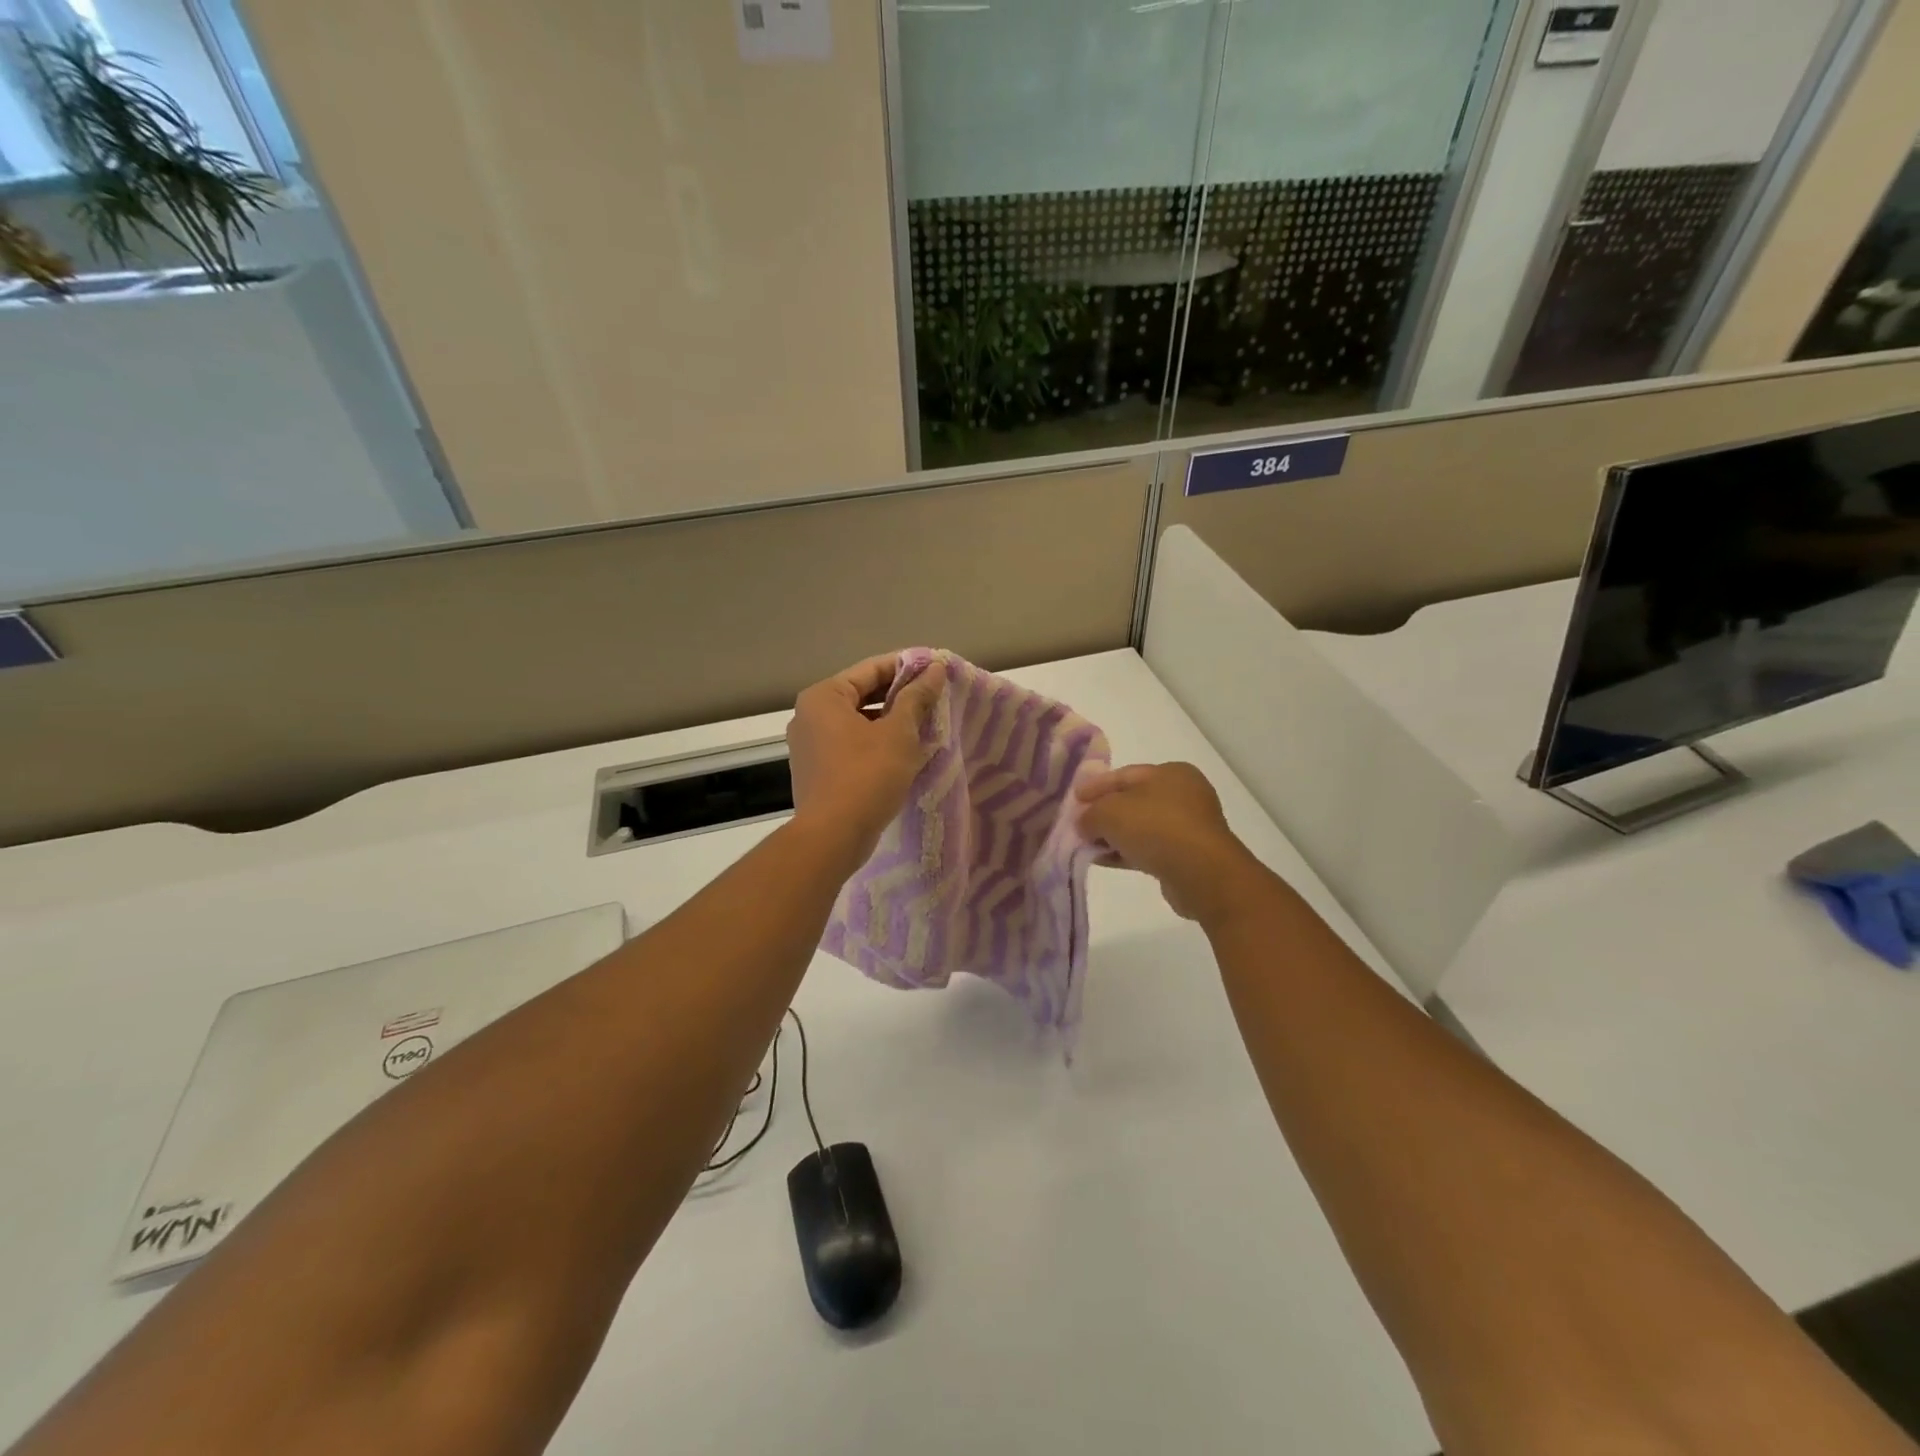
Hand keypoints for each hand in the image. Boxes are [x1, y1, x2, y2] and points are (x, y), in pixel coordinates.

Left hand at [787, 653, 947, 864]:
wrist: (832, 837)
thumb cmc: (866, 776)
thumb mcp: (899, 733)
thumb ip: (916, 697)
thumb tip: (933, 669)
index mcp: (823, 697)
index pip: (871, 669)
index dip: (907, 667)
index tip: (937, 670)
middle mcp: (809, 715)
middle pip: (862, 694)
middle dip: (899, 696)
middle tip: (935, 698)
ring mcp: (809, 745)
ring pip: (858, 722)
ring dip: (890, 722)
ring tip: (925, 724)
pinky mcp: (816, 770)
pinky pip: (851, 745)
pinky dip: (876, 744)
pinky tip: (904, 752)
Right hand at [1077, 762, 1265, 924]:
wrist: (1201, 873)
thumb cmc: (1156, 827)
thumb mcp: (1110, 812)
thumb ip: (1090, 813)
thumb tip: (1084, 823)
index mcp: (1171, 772)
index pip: (1124, 775)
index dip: (1095, 786)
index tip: (1074, 799)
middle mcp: (1184, 795)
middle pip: (1133, 801)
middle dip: (1104, 813)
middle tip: (1079, 824)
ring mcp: (1189, 826)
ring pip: (1141, 827)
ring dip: (1114, 836)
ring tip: (1087, 846)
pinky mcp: (1188, 855)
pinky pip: (1150, 848)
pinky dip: (1127, 852)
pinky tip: (1105, 861)